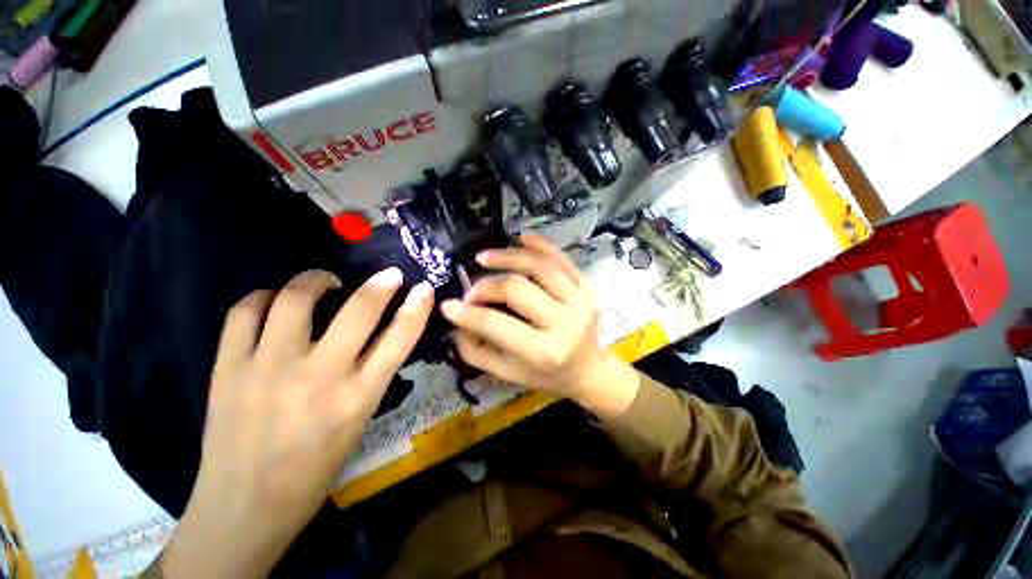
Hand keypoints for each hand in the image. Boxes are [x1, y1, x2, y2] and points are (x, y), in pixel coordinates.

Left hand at [162, 268, 433, 578]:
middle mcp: (318, 377)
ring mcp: (268, 369)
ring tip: (325, 282)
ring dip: (316, 280)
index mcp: (358, 397)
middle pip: (358, 310)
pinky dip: (264, 297)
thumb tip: (378, 334)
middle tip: (387, 275)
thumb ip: (372, 375)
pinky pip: (244, 313)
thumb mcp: (360, 421)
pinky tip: (273, 301)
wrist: (245, 507)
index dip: (417, 308)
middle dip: (380, 284)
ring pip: (295, 300)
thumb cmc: (315, 468)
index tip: (423, 288)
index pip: (399, 338)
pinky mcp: (227, 369)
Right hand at [440, 235, 639, 419]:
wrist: (588, 370)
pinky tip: (519, 238)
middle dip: (486, 286)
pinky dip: (539, 245)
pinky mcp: (587, 287)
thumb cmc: (546, 375)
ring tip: (484, 257)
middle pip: (517, 289)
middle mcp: (566, 323)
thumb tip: (455, 320)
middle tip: (471, 290)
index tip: (448, 305)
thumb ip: (477, 350)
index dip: (468, 313)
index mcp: (544, 352)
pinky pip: (561, 258)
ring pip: (539, 266)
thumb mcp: (507, 373)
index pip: (497, 324)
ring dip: (508, 256)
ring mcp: (581, 300)